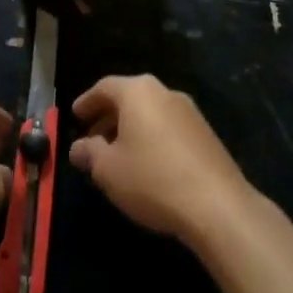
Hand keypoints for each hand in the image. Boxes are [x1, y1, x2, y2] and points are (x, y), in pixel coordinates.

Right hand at [69, 75, 252, 245]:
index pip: (105, 87)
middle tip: (92, 138)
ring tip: (117, 155)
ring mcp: (190, 112)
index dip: (87, 101)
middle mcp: (165, 93)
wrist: (217, 205)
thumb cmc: (152, 178)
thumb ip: (89, 153)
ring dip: (130, 129)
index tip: (75, 116)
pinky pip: (168, 128)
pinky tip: (146, 165)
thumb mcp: (108, 169)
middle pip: (130, 98)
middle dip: (108, 117)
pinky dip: (151, 138)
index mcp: (138, 92)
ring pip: (150, 113)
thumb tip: (79, 147)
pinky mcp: (206, 135)